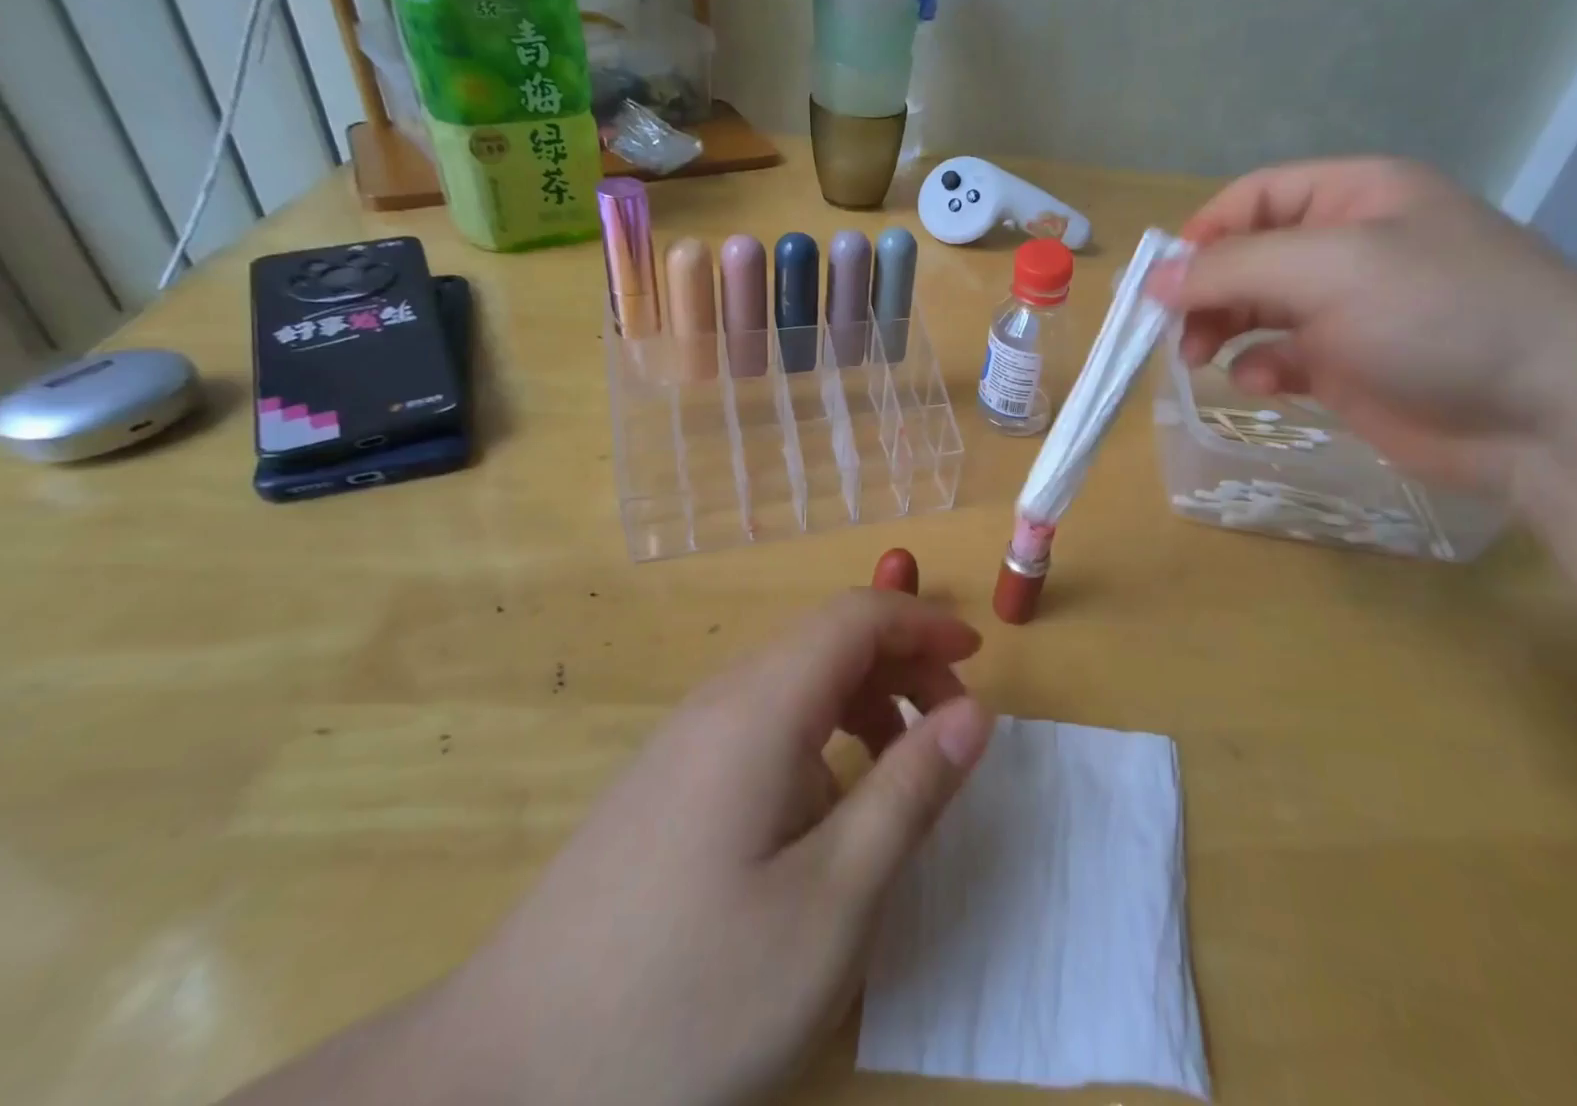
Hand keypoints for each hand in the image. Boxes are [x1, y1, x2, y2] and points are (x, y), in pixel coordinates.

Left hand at [432, 590, 994, 1105]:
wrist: (499, 1086)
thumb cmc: (687, 997)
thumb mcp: (831, 903)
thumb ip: (909, 793)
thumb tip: (974, 713)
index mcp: (759, 708)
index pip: (855, 617)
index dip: (923, 623)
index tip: (977, 660)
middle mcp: (719, 702)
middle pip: (826, 641)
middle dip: (902, 665)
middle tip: (950, 733)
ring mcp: (684, 742)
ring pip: (795, 682)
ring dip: (862, 703)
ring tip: (898, 775)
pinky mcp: (667, 783)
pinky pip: (763, 724)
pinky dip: (820, 738)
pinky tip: (824, 813)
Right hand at [1153, 158, 1576, 495]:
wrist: (1548, 419)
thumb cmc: (1439, 316)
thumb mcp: (1331, 269)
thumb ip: (1232, 268)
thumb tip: (1152, 278)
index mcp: (1354, 197)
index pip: (1252, 198)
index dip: (1201, 234)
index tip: (1161, 282)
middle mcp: (1348, 246)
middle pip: (1247, 256)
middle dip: (1205, 291)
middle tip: (1175, 332)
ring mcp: (1349, 310)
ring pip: (1256, 308)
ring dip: (1221, 330)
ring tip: (1200, 359)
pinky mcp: (1349, 366)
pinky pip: (1280, 356)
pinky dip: (1259, 367)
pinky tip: (1262, 384)